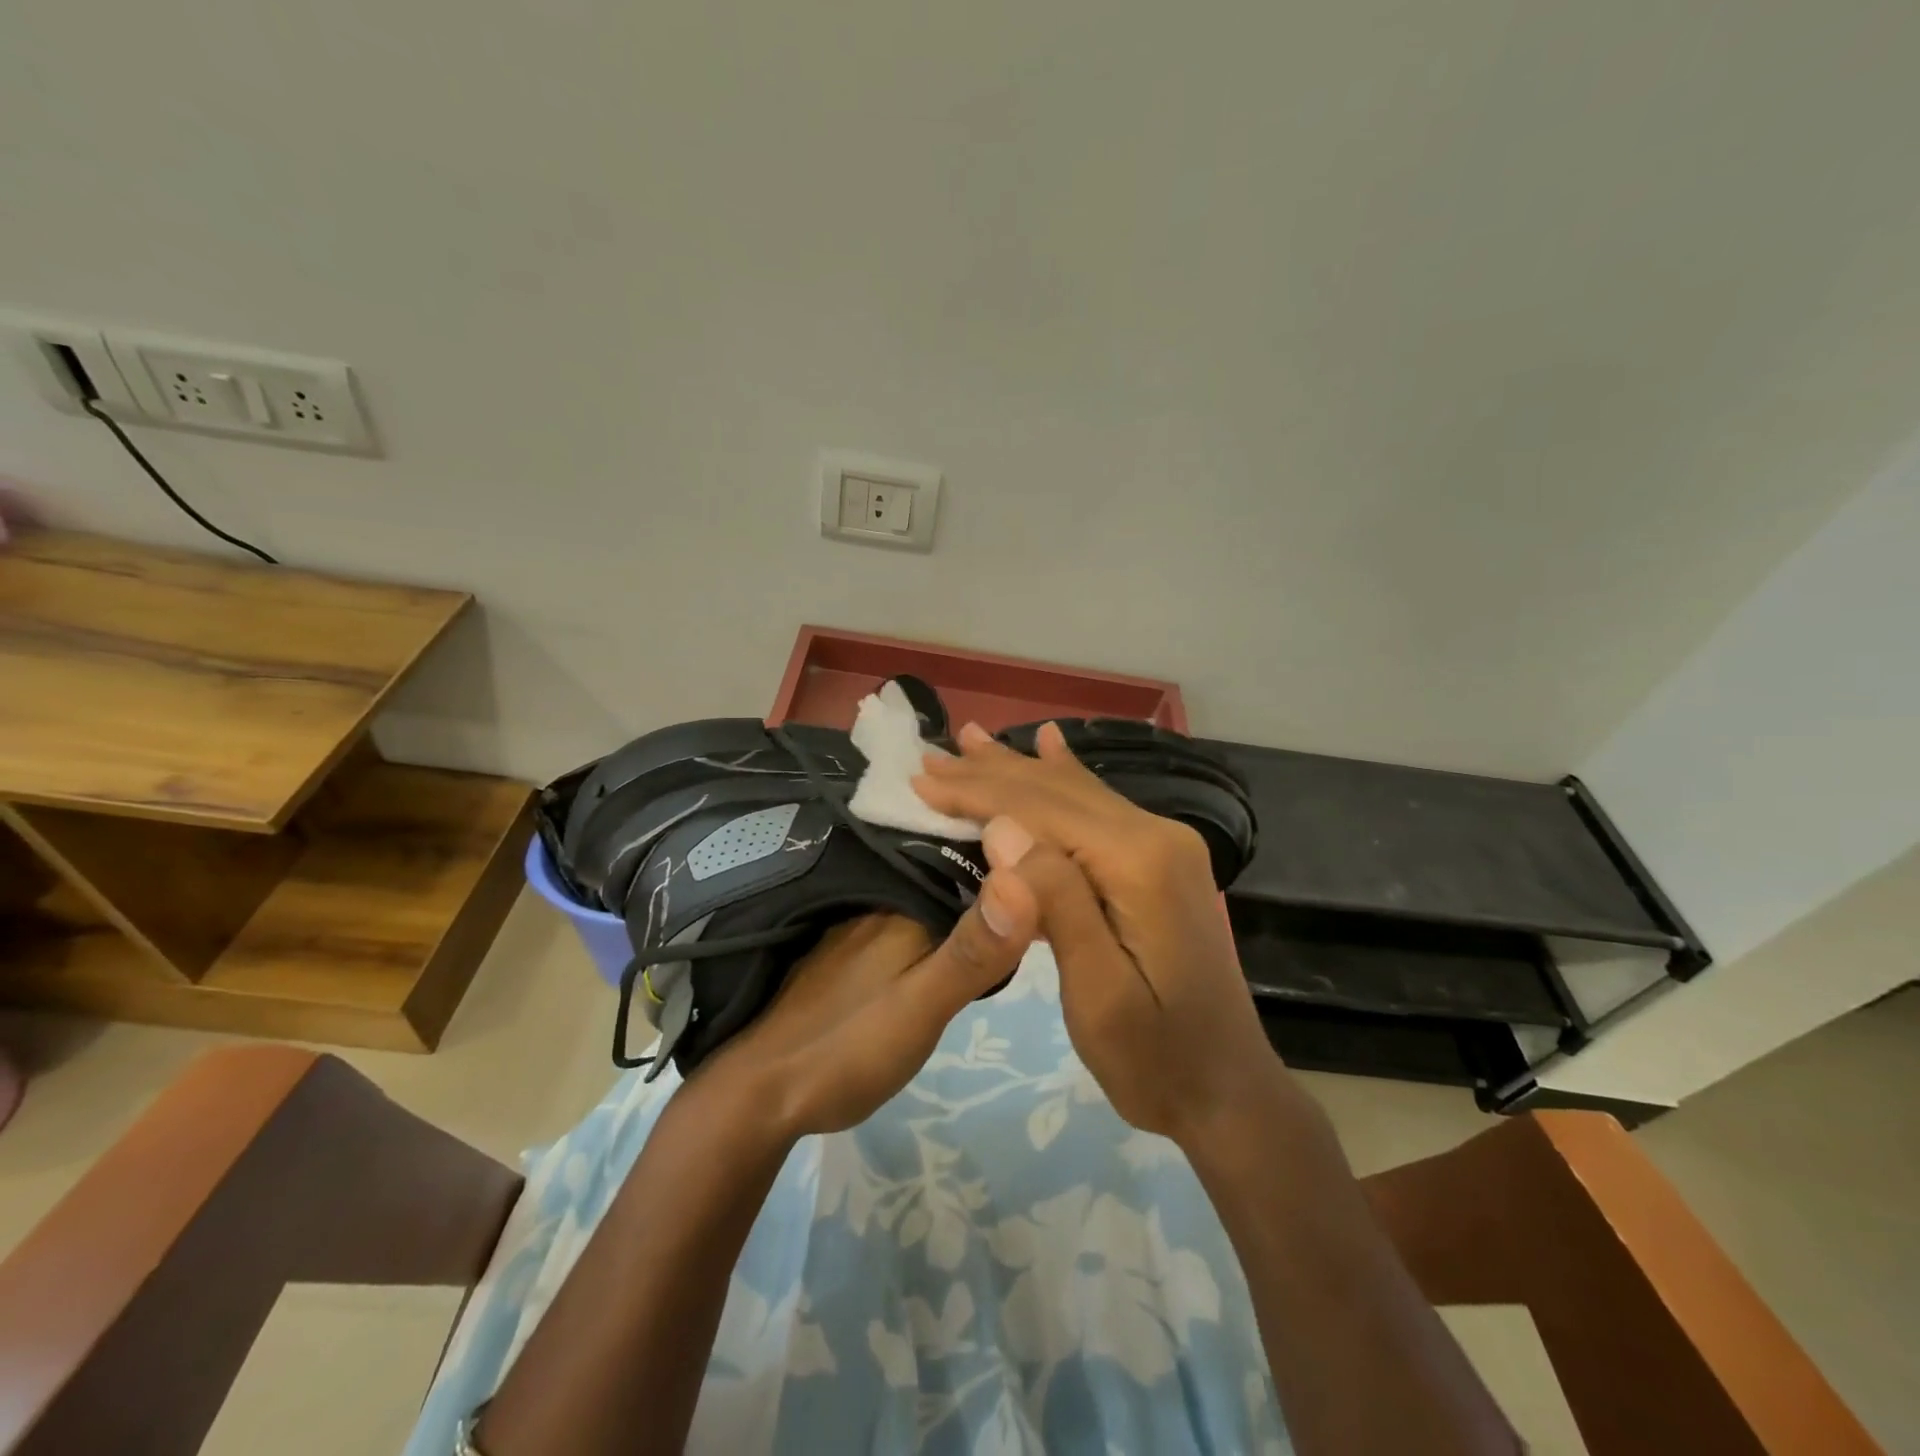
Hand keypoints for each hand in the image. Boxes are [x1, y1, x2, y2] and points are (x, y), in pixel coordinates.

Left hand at [693, 876, 1038, 1137]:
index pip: (970, 863)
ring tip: (1013, 910)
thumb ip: (972, 952)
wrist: (761, 1096)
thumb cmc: (847, 1049)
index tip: (1055, 864)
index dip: (1012, 862)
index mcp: (902, 905)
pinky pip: (905, 920)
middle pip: (948, 878)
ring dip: (964, 901)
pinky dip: (935, 923)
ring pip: (927, 899)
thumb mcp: (922, 1007)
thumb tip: (1024, 878)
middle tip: (1043, 890)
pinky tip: (951, 939)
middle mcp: (879, 903)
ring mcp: (859, 927)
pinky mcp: (847, 952)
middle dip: (992, 879)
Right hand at [915, 723, 1283, 1147]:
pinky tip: (1050, 745)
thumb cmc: (1155, 1058)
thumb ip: (1057, 904)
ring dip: (1017, 769)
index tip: (920, 780)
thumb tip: (1002, 828)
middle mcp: (1156, 836)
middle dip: (989, 773)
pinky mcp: (1158, 861)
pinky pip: (1098, 806)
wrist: (1227, 1090)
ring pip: (1075, 792)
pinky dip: (1062, 776)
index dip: (977, 793)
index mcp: (1139, 864)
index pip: (1042, 810)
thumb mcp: (1098, 996)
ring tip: (972, 738)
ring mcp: (1163, 845)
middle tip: (929, 757)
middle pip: (1057, 791)